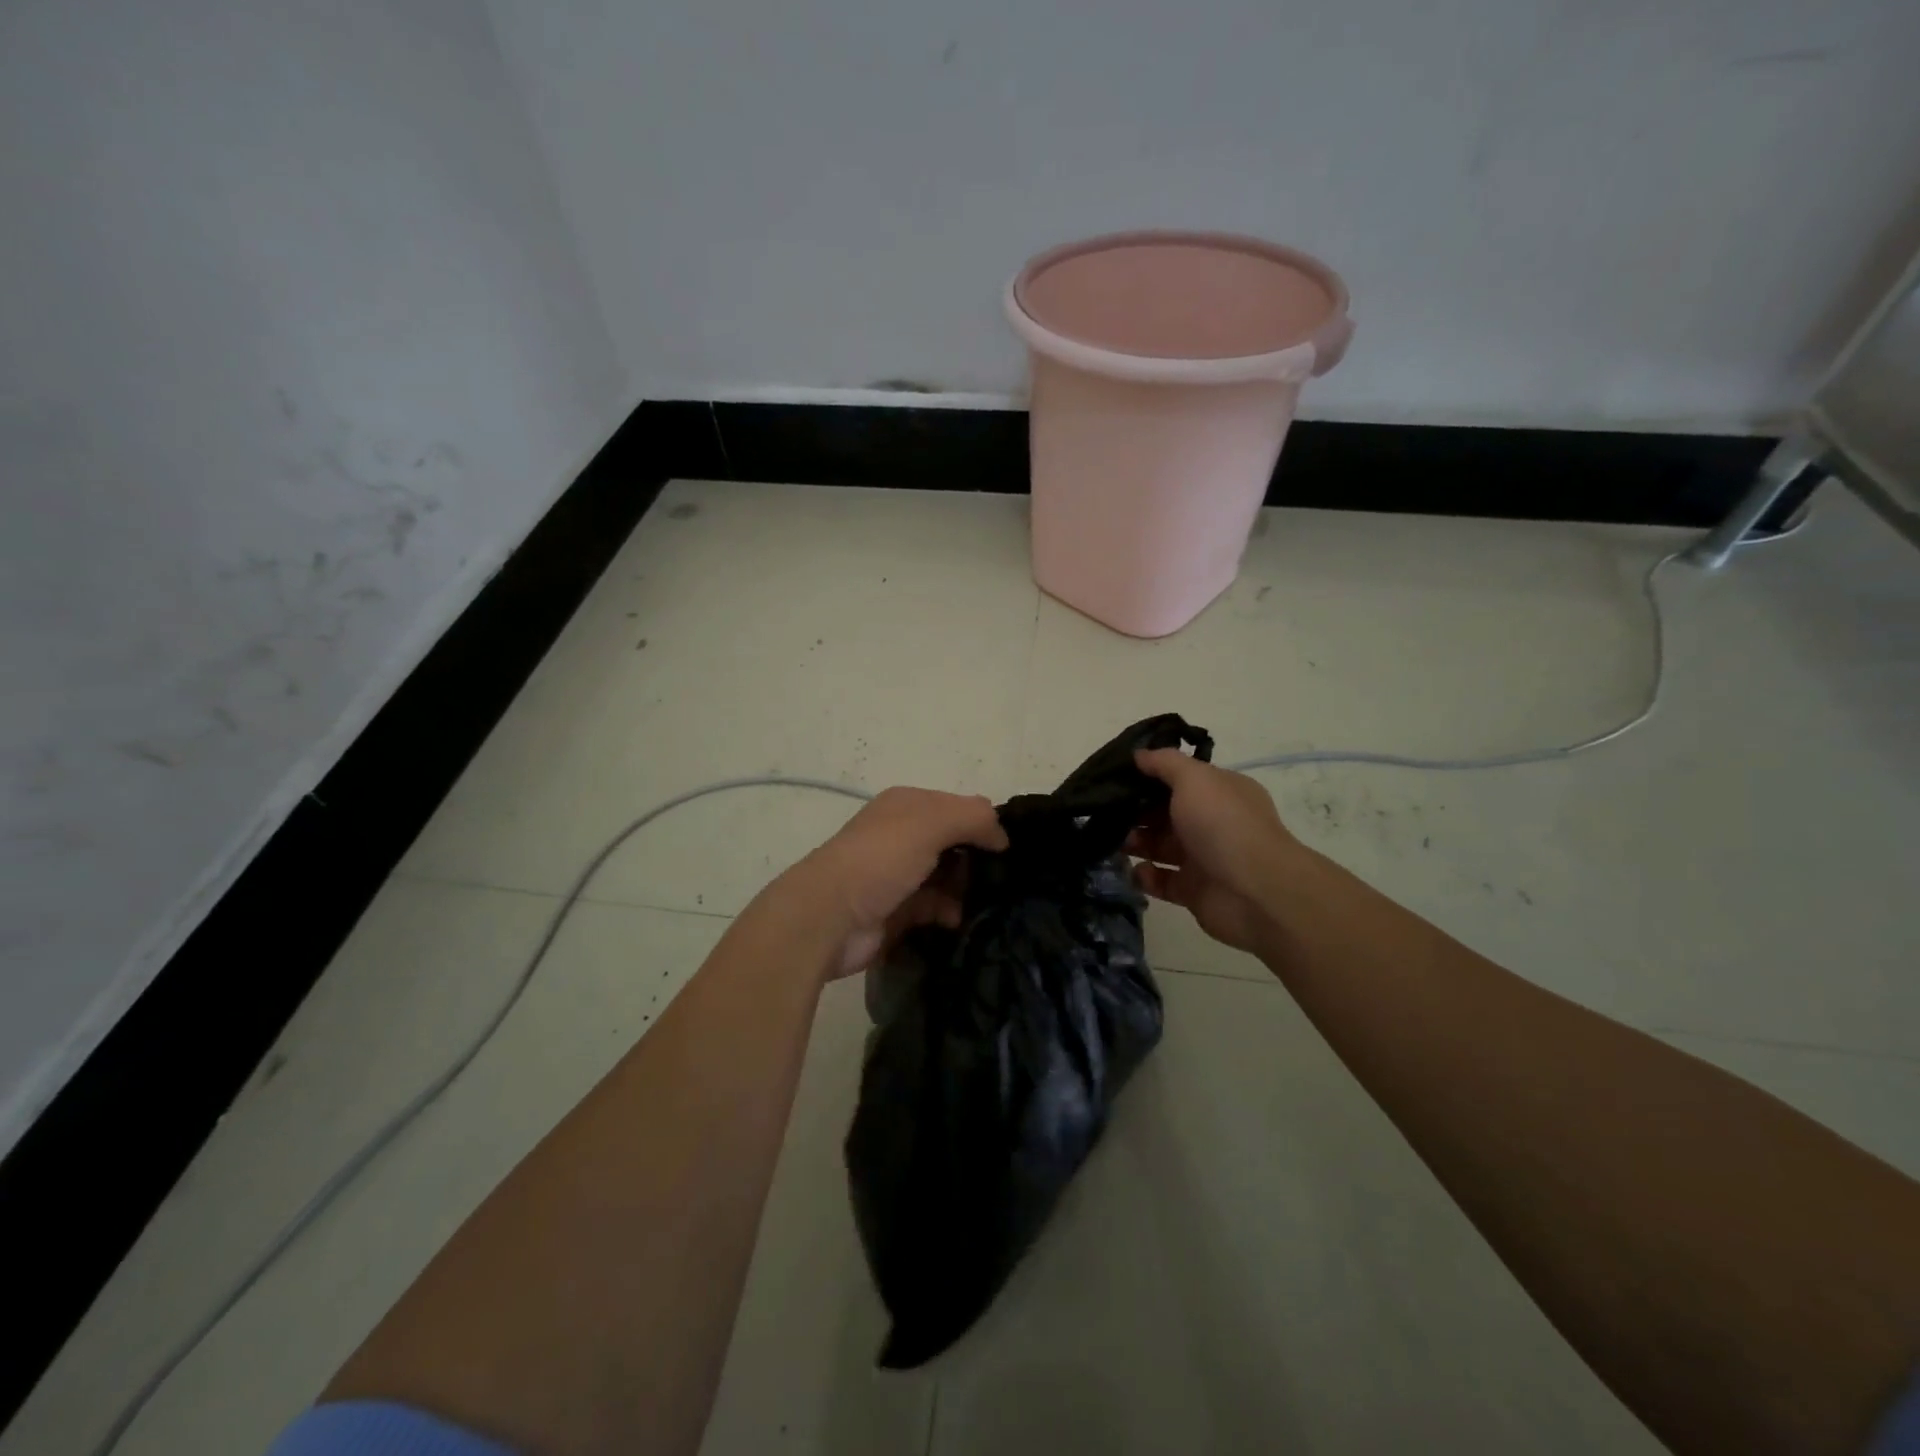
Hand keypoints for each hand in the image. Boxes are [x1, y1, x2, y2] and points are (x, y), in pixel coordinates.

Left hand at [784, 786, 1008, 979]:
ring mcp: (898, 875)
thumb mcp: (930, 823)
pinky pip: (934, 908)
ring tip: (990, 903)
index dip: (984, 824)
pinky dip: (949, 912)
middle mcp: (902, 836)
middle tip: (1006, 879)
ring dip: (967, 888)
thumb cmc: (880, 860)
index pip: (958, 807)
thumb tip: (1002, 835)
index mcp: (907, 805)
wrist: (828, 917)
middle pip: (954, 843)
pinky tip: (960, 920)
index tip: (1011, 849)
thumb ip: (973, 818)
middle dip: (978, 859)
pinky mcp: (897, 911)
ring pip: (946, 877)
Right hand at [1127, 749, 1306, 953]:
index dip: (1147, 777)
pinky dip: (1145, 876)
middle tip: (1103, 812)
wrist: (1256, 892)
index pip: (1179, 779)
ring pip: (1159, 847)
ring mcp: (1203, 858)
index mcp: (1219, 792)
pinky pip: (1162, 881)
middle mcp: (1212, 822)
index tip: (1114, 777)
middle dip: (1135, 812)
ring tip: (1112, 843)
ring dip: (1135, 844)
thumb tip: (1138, 754)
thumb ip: (1164, 762)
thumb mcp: (1194, 778)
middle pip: (1164, 813)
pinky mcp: (1194, 891)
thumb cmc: (1224, 825)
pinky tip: (1134, 871)